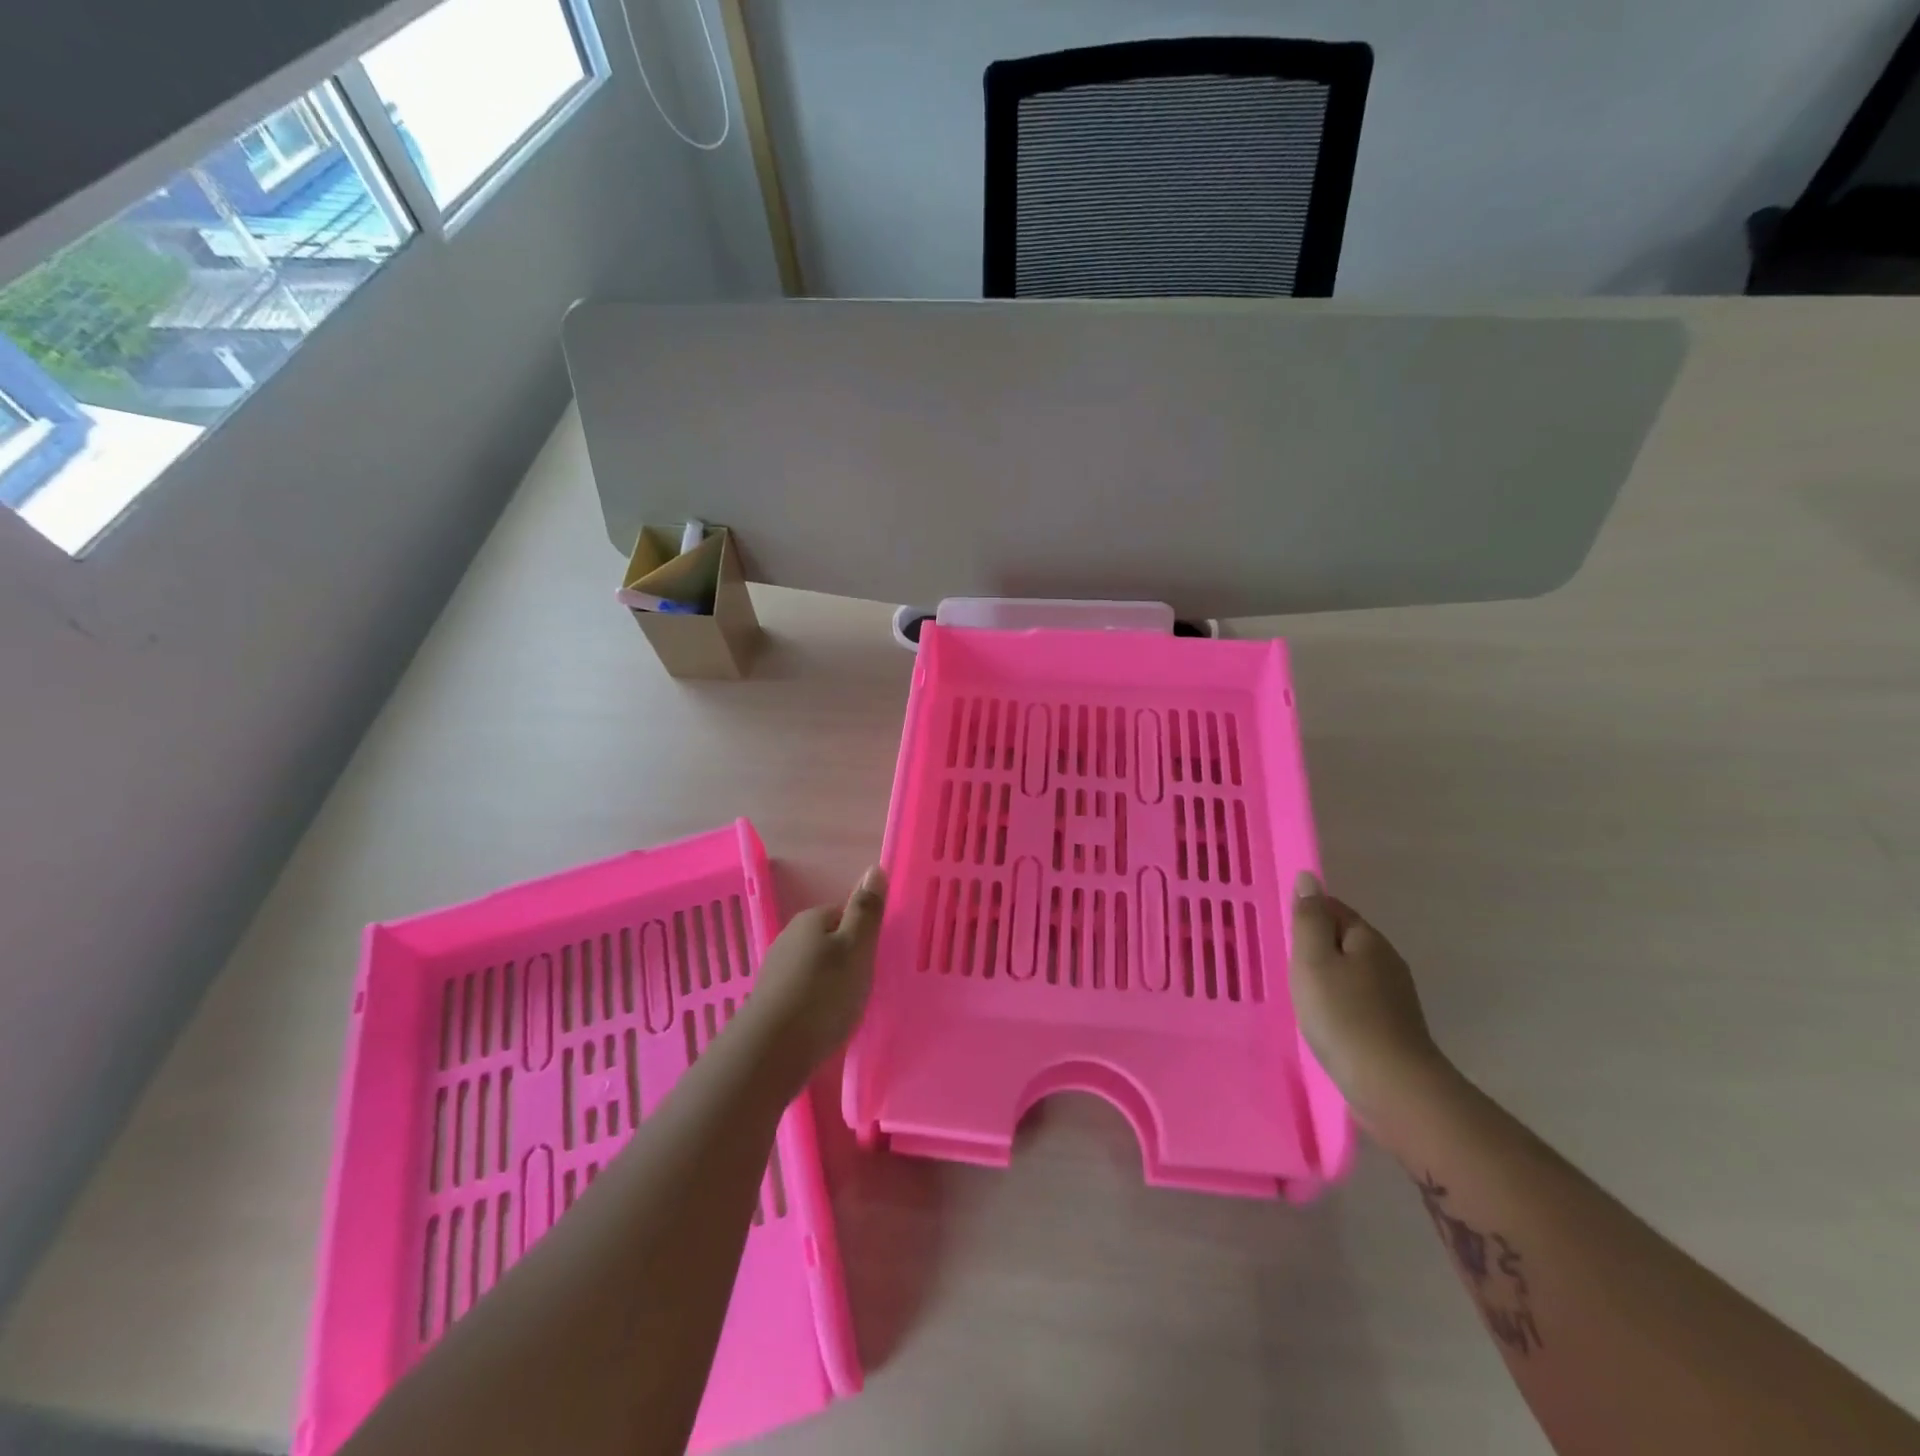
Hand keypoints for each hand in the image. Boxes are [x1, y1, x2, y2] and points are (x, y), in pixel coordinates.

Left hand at [742, 866, 886, 1087]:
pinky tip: (824, 1022)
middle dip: (845, 958)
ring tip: (847, 1006)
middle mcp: (788, 938)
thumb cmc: (823, 993)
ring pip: (813, 967)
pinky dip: (815, 1002)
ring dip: (830, 982)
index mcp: (810, 920)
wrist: (771, 1051)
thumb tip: (875, 868)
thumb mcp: (856, 948)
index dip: (861, 933)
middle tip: (864, 984)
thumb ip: (866, 910)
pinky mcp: (770, 1002)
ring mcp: (775, 971)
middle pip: (827, 940)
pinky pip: (801, 992)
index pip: (843, 913)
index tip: (873, 958)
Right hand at [1289, 871, 1445, 1121]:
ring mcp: (1395, 996)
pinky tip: (1325, 1019)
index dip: (1307, 915)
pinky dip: (1339, 1002)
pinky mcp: (1394, 1027)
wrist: (1392, 1087)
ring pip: (1352, 971)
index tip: (1283, 933)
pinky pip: (1359, 999)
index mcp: (1368, 939)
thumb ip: (1309, 918)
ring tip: (1301, 993)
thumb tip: (1309, 878)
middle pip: (1345, 940)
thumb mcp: (1313, 960)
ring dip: (1327, 976)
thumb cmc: (1342, 1016)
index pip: (1334, 908)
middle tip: (1286, 964)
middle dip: (1317, 945)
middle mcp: (1387, 961)